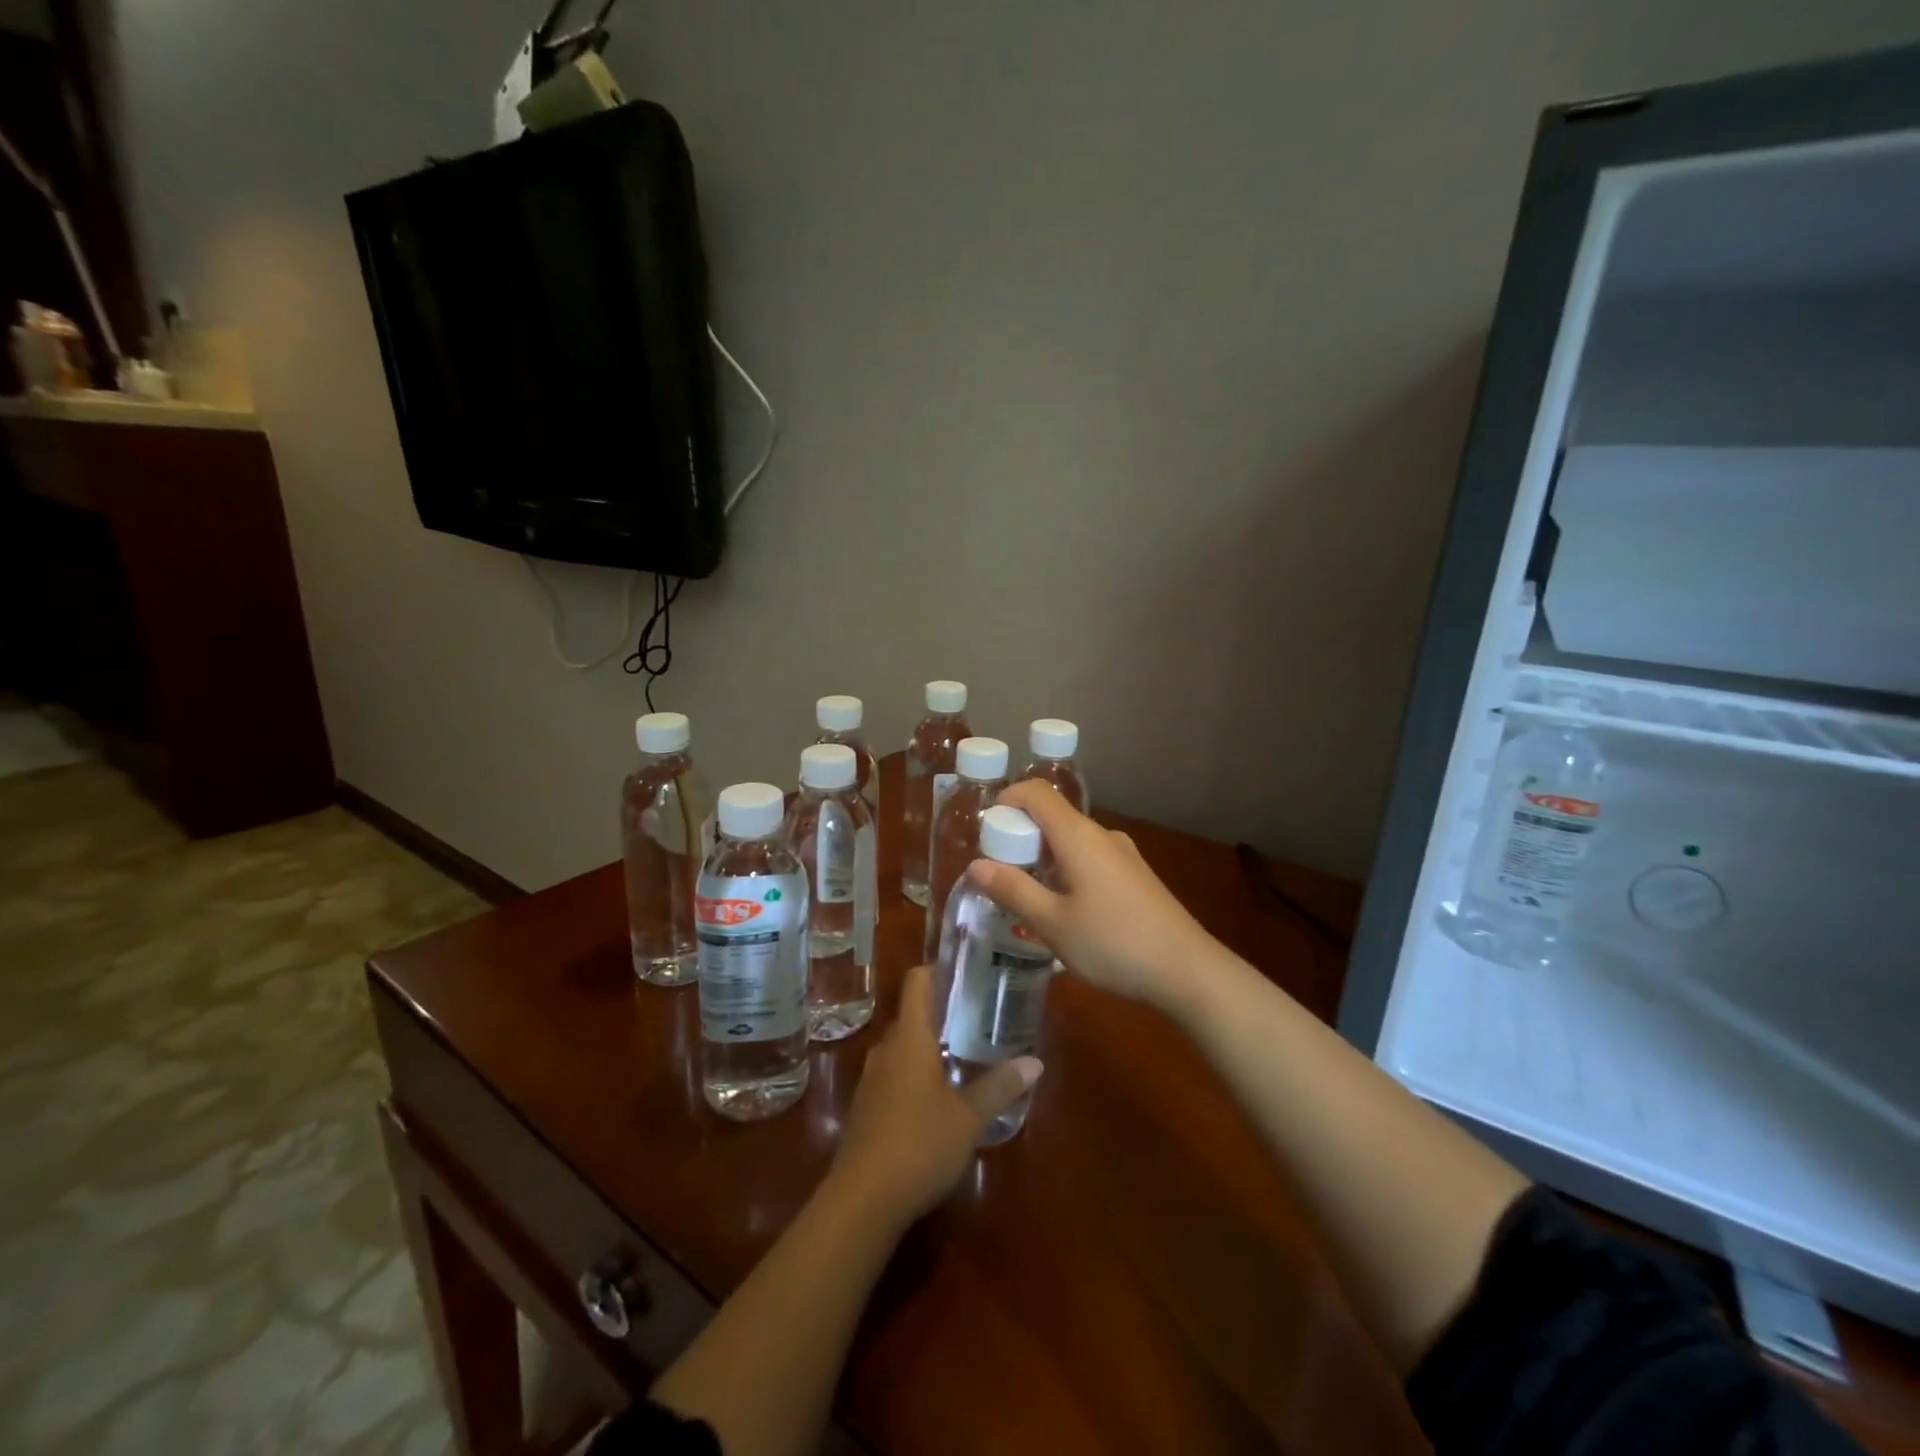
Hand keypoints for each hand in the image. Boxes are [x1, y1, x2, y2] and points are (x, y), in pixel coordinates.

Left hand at [828, 964, 1041, 1225]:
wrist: (862, 1200)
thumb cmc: (919, 1145)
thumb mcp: (968, 1117)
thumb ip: (1000, 1086)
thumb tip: (1035, 1062)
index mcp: (910, 1038)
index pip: (917, 982)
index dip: (938, 969)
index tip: (965, 969)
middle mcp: (886, 1049)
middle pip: (911, 1015)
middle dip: (941, 1011)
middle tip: (977, 1014)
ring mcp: (871, 1079)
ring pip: (902, 1047)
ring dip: (928, 1045)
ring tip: (963, 1052)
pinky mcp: (866, 1108)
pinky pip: (893, 1075)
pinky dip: (914, 1073)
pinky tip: (937, 1096)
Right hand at [967, 780, 1218, 1013]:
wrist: (1188, 971)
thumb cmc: (1113, 943)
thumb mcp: (1052, 923)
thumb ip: (1013, 890)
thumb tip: (975, 865)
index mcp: (1078, 836)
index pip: (1035, 792)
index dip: (1006, 800)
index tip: (987, 833)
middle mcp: (1102, 835)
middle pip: (1052, 816)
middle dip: (1020, 838)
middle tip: (1002, 878)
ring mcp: (1123, 854)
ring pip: (1071, 841)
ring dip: (1043, 859)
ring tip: (1030, 900)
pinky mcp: (1136, 875)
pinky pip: (1090, 858)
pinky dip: (1067, 870)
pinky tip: (1068, 912)